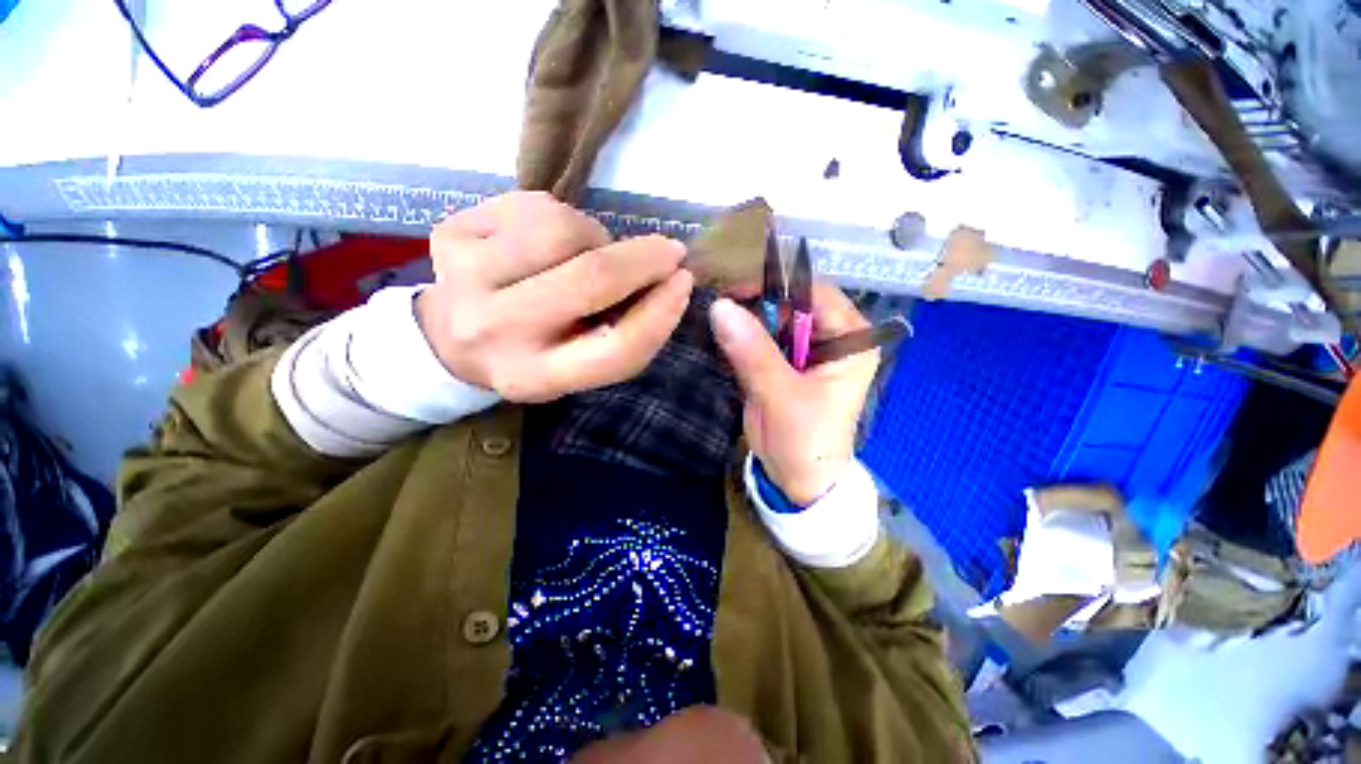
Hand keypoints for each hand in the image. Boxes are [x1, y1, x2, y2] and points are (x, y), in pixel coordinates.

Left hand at [417, 192, 693, 402]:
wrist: (452, 337)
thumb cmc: (535, 352)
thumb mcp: (580, 365)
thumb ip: (624, 336)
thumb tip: (668, 282)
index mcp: (535, 378)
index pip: (616, 350)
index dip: (660, 314)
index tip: (684, 283)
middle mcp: (495, 333)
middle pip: (590, 279)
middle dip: (643, 259)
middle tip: (668, 251)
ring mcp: (463, 278)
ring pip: (563, 230)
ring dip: (596, 236)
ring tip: (588, 253)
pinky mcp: (449, 234)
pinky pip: (533, 205)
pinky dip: (561, 216)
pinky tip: (549, 241)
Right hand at [710, 285, 879, 504]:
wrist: (798, 481)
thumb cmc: (804, 442)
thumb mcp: (780, 395)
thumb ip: (752, 351)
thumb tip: (720, 307)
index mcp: (850, 340)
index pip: (814, 294)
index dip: (774, 287)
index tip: (733, 292)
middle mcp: (831, 339)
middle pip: (790, 305)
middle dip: (754, 307)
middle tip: (717, 311)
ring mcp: (806, 351)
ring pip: (771, 321)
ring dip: (744, 324)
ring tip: (716, 327)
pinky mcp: (785, 364)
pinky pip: (761, 341)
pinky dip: (741, 341)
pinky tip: (722, 346)